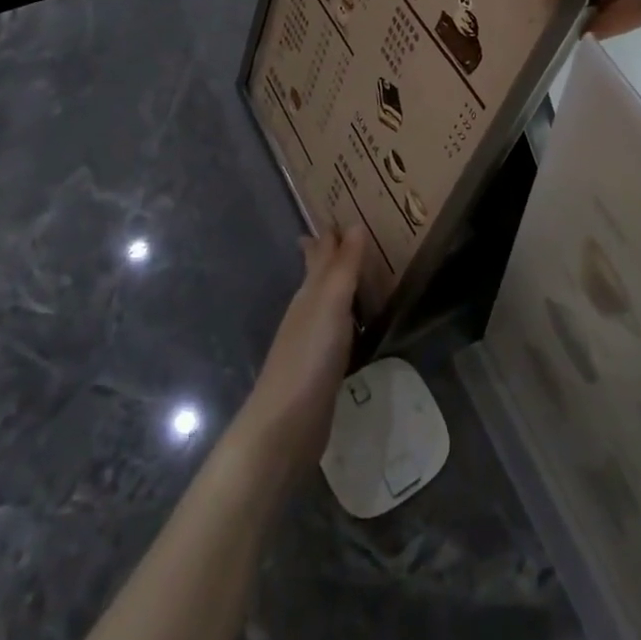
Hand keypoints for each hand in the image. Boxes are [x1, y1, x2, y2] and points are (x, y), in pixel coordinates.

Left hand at [234, 229, 363, 480]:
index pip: (319, 254)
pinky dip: (344, 318)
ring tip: (354, 272)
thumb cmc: (310, 356)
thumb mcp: (332, 303)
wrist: (286, 425)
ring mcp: (310, 341)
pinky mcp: (319, 369)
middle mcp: (307, 311)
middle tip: (342, 235)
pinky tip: (351, 325)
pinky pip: (335, 330)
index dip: (328, 236)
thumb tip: (354, 223)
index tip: (337, 215)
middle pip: (317, 275)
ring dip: (338, 285)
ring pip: (326, 302)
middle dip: (327, 255)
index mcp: (309, 292)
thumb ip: (345, 266)